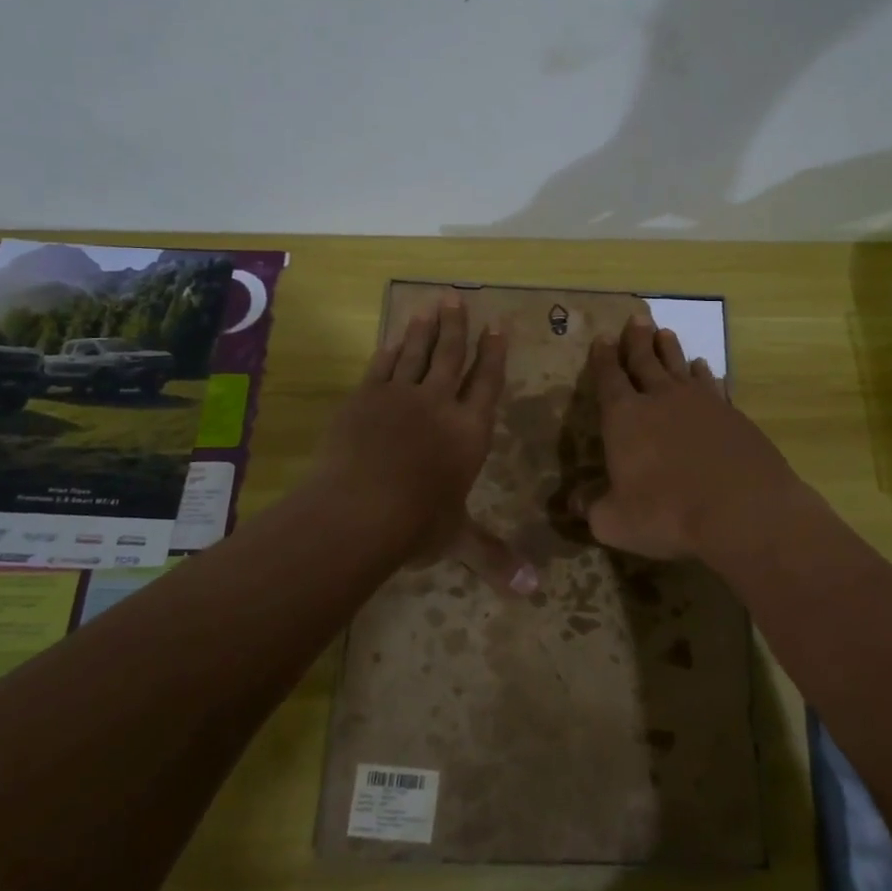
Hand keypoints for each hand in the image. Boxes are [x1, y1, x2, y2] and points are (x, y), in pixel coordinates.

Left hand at [313, 295, 534, 591]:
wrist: (357, 510)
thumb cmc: (415, 525)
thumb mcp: (458, 539)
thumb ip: (493, 557)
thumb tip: (535, 592)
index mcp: (467, 432)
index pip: (487, 384)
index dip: (493, 355)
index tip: (497, 327)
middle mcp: (438, 405)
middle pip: (451, 357)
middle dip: (458, 327)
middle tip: (458, 298)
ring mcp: (398, 396)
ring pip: (417, 353)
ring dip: (426, 328)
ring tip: (433, 304)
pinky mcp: (365, 398)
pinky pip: (383, 365)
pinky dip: (393, 348)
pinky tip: (396, 336)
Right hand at [577, 316, 808, 565]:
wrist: (743, 510)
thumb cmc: (668, 514)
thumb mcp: (616, 522)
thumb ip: (593, 509)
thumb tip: (573, 504)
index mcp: (625, 418)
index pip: (609, 379)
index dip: (603, 359)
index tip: (602, 337)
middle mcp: (660, 400)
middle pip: (644, 361)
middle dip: (637, 340)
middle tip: (636, 318)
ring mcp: (700, 403)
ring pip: (679, 366)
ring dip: (669, 349)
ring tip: (665, 333)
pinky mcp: (731, 414)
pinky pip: (712, 384)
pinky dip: (705, 374)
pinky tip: (704, 369)